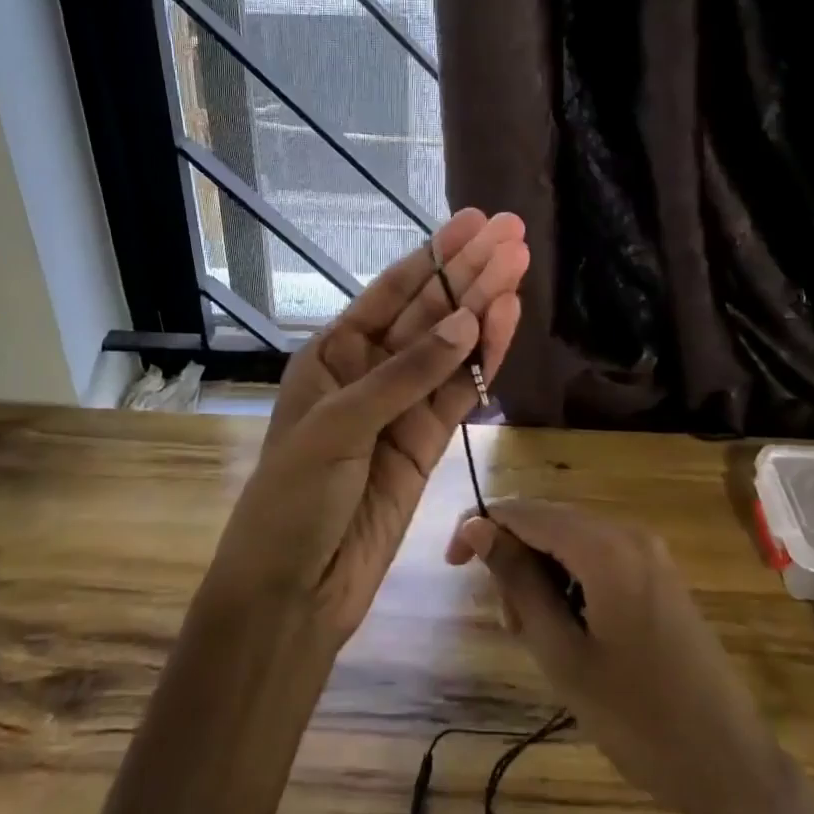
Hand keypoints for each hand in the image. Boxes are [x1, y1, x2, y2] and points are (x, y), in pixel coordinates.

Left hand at [207, 211, 528, 640]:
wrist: (294, 591)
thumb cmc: (293, 499)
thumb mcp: (339, 426)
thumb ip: (406, 374)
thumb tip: (467, 321)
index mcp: (333, 353)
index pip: (392, 292)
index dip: (436, 255)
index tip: (476, 222)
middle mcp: (369, 371)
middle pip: (429, 312)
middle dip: (469, 273)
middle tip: (514, 234)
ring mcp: (402, 407)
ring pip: (451, 349)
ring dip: (484, 309)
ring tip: (520, 266)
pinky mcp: (428, 443)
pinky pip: (461, 393)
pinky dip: (485, 361)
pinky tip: (507, 322)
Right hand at [445, 500, 785, 813]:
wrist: (731, 766)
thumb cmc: (638, 718)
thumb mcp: (562, 654)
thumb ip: (516, 581)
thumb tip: (476, 526)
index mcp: (604, 547)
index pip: (523, 511)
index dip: (480, 527)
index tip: (452, 566)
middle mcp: (627, 533)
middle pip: (548, 522)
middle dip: (515, 559)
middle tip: (508, 625)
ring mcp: (649, 552)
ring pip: (570, 541)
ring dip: (541, 575)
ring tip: (537, 637)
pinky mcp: (659, 574)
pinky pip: (598, 558)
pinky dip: (571, 582)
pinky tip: (570, 630)